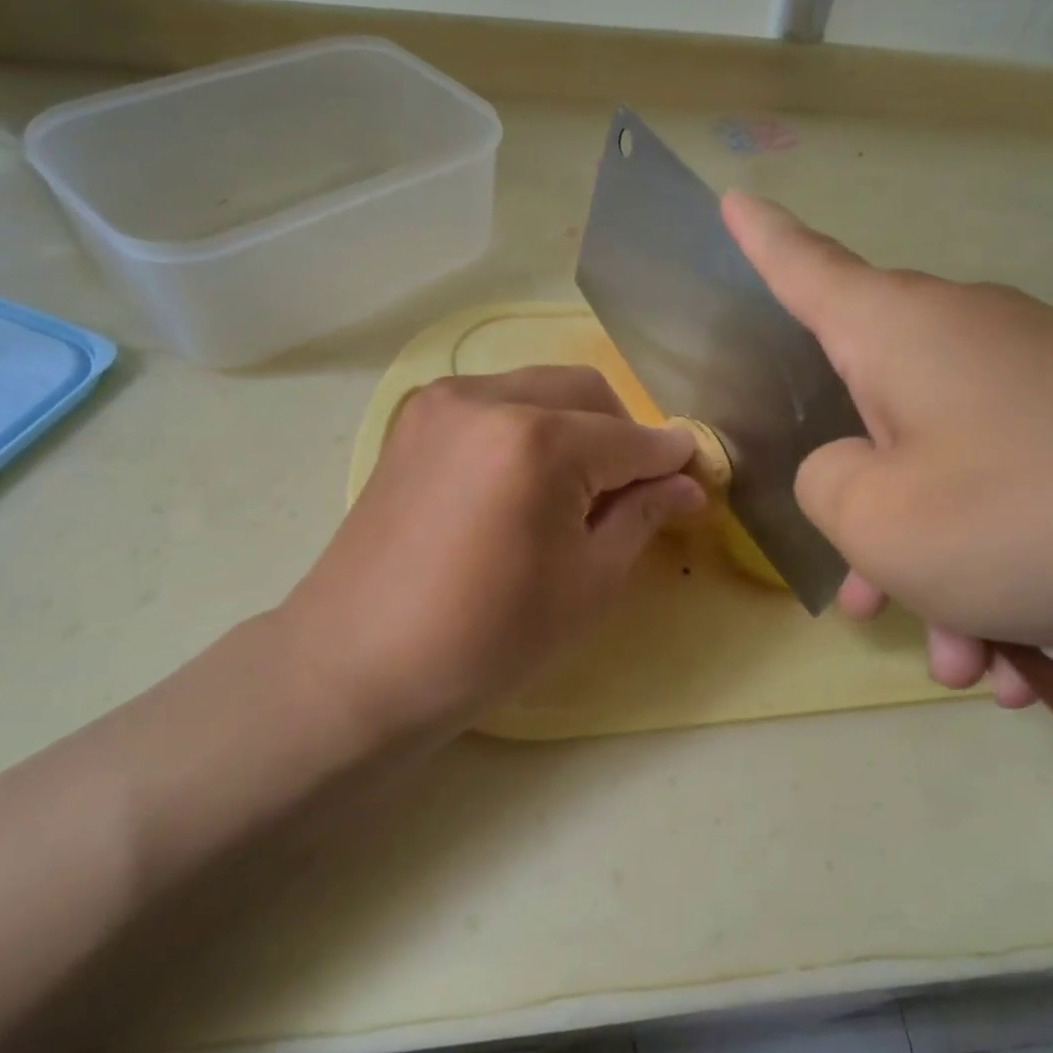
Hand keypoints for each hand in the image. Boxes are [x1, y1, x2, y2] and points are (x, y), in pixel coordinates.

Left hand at [285, 367, 704, 741]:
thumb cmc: (486, 638)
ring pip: (541, 388)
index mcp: (538, 440)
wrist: (358, 664)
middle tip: (629, 493)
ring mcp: (443, 402)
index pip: (632, 437)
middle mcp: (489, 397)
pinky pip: (496, 401)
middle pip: (588, 392)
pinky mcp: (415, 420)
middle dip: (624, 435)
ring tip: (573, 490)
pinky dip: (529, 426)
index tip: (694, 479)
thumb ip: (642, 516)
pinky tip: (523, 481)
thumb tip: (687, 483)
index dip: (671, 459)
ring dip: (577, 426)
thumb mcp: (587, 583)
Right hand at [722, 191, 1052, 704]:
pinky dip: (1010, 578)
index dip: (761, 240)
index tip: (735, 199)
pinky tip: (1035, 661)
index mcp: (898, 335)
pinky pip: (1018, 503)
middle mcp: (965, 341)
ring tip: (972, 663)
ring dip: (947, 578)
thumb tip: (847, 469)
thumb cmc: (1029, 514)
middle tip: (870, 606)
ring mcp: (1040, 386)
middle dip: (871, 525)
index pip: (806, 269)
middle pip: (878, 424)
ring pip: (952, 483)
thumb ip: (825, 486)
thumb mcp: (881, 520)